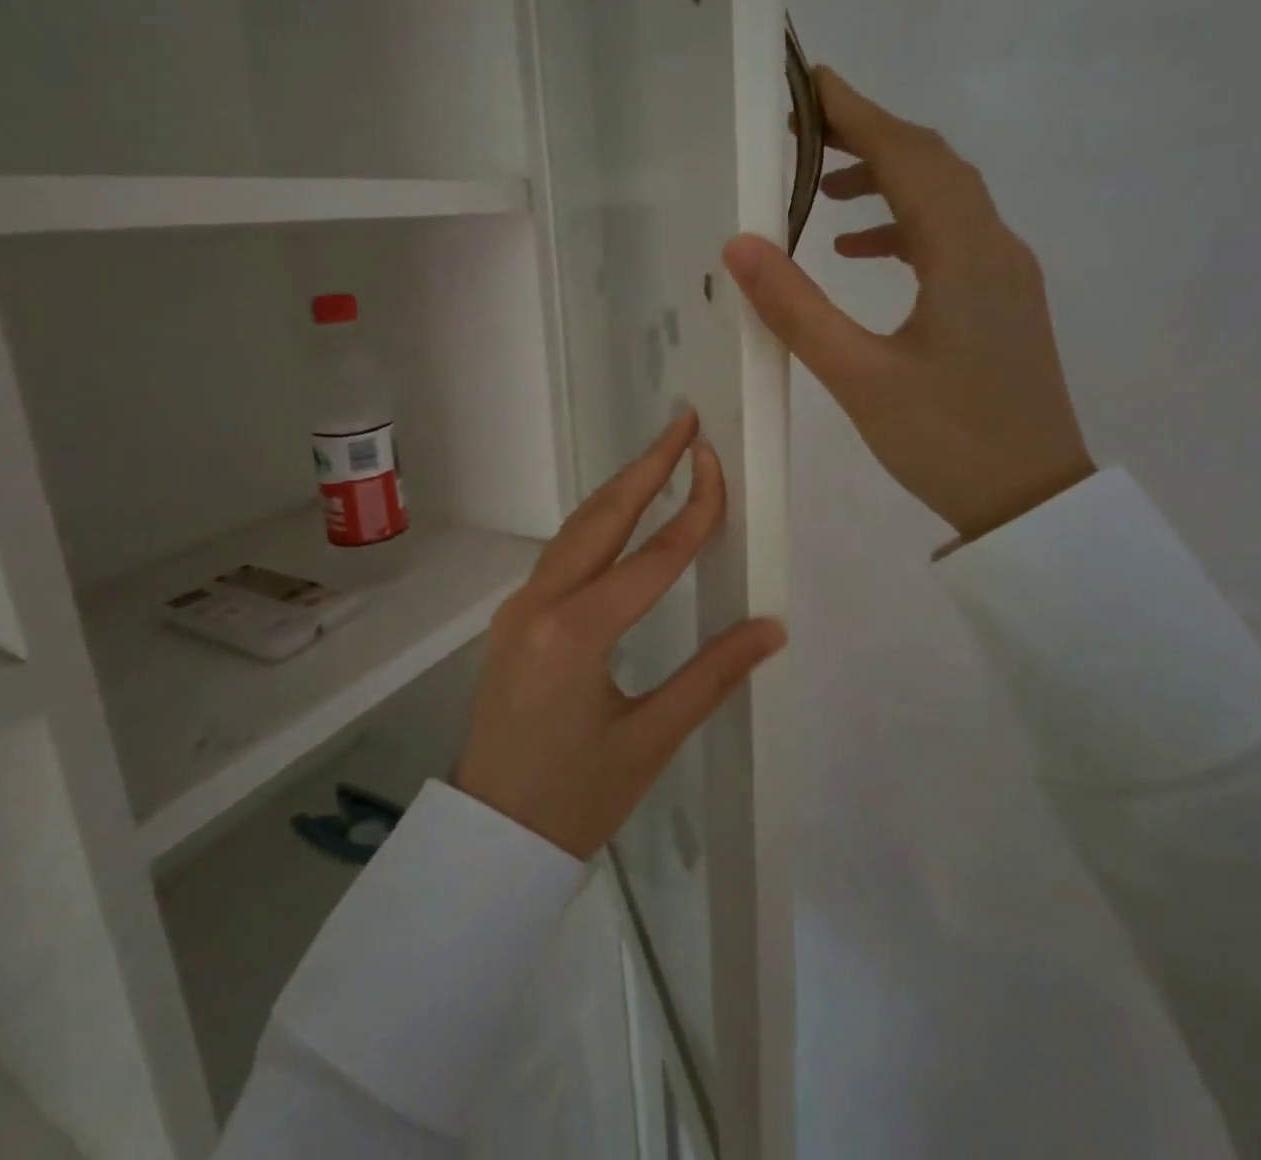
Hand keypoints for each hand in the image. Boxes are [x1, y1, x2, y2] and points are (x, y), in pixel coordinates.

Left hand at [454, 408, 786, 858]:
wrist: (489, 837)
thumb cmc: (574, 800)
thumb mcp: (650, 742)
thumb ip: (712, 676)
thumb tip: (771, 627)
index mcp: (575, 634)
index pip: (652, 558)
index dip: (693, 511)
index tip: (718, 463)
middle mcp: (539, 604)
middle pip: (601, 519)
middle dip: (645, 466)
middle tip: (683, 423)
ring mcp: (518, 607)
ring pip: (575, 532)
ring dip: (618, 490)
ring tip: (659, 456)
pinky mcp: (513, 619)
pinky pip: (560, 556)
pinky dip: (596, 525)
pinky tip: (620, 517)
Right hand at [725, 67, 1093, 540]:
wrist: (1031, 503)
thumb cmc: (946, 441)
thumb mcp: (859, 377)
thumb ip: (798, 308)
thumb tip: (741, 244)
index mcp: (965, 254)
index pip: (910, 156)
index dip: (858, 114)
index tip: (810, 86)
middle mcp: (995, 248)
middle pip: (933, 166)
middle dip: (869, 139)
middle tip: (805, 134)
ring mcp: (1005, 276)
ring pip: (945, 201)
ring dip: (887, 183)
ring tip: (823, 194)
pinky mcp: (1001, 304)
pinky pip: (951, 241)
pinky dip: (904, 230)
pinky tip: (863, 254)